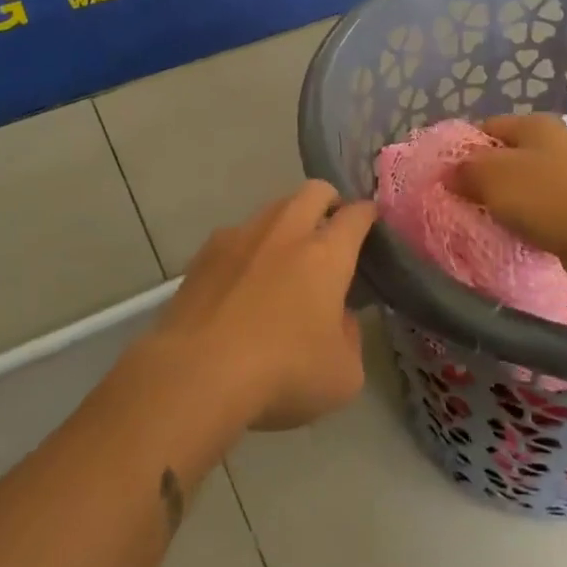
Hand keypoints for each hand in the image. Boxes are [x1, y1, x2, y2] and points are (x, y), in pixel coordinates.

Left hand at [152, 182, 376, 431]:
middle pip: (314, 191)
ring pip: (272, 209)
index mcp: (326, 254)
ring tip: (284, 257)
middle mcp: (285, 232)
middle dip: (329, 201)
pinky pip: (235, 237)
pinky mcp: (203, 255)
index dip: (367, 214)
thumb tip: (339, 318)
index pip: (356, 215)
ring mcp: (240, 238)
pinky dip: (247, 249)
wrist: (196, 375)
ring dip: (286, 223)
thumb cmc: (282, 373)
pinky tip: (241, 281)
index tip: (370, 222)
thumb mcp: (343, 375)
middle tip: (331, 229)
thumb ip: (351, 337)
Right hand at [452, 114, 566, 282]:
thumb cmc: (545, 197)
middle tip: (464, 200)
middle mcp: (556, 141)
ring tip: (487, 219)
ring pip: (525, 182)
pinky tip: (517, 232)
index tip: (448, 175)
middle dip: (484, 177)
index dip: (464, 148)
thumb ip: (465, 170)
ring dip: (506, 200)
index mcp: (535, 124)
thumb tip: (449, 172)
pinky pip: (543, 206)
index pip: (487, 126)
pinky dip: (528, 217)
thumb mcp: (492, 176)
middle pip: (506, 155)